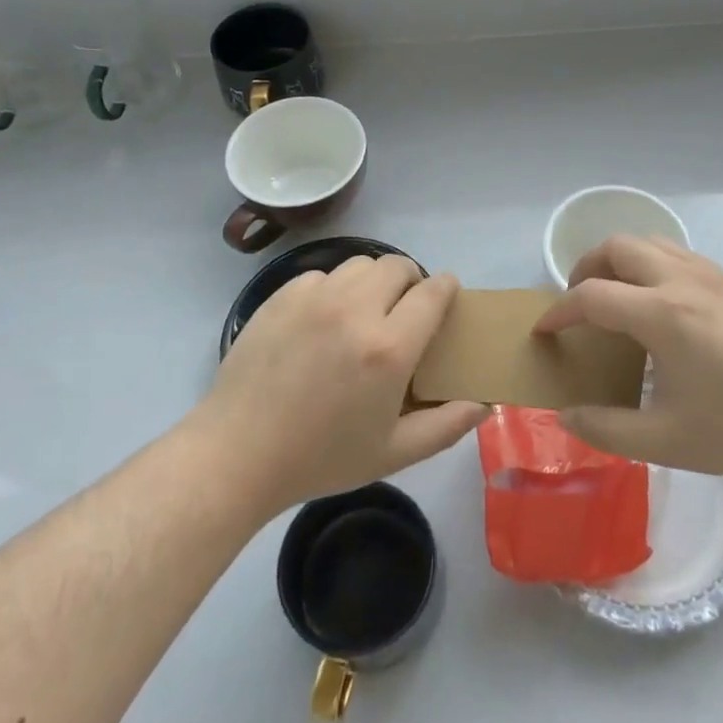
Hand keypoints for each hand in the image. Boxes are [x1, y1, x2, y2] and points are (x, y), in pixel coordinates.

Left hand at [197, 254, 486, 511]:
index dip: (446, 287)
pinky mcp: (281, 296)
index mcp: (389, 347)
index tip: (447, 295)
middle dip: (410, 281)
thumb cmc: (321, 458)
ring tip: (364, 311)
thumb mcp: (393, 453)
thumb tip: (484, 403)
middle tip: (403, 310)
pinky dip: (333, 289)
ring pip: (359, 264)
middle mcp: (355, 309)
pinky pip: (321, 275)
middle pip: (397, 266)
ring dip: (372, 281)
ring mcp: (314, 298)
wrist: (238, 453)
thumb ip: (446, 426)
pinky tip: (323, 321)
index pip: (433, 292)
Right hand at [535, 237, 722, 480]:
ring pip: (650, 241)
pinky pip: (677, 253)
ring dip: (620, 260)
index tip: (544, 331)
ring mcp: (711, 277)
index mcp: (661, 315)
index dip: (558, 311)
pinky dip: (650, 263)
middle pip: (618, 247)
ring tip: (614, 295)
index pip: (591, 296)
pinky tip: (659, 303)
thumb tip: (566, 416)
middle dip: (586, 268)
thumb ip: (606, 428)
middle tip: (578, 303)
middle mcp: (681, 281)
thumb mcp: (665, 441)